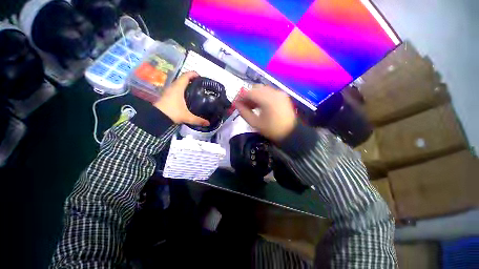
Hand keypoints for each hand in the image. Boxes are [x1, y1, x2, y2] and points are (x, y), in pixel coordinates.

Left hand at [154, 72, 209, 125]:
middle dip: (191, 79)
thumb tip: (208, 123)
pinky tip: (187, 96)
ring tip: (195, 90)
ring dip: (186, 84)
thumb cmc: (172, 113)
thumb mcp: (187, 117)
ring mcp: (169, 90)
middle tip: (200, 85)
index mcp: (178, 88)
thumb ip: (198, 120)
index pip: (186, 76)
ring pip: (179, 83)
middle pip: (183, 79)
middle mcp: (173, 87)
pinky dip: (182, 89)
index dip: (193, 74)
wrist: (156, 117)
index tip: (201, 77)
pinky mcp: (167, 95)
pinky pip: (176, 88)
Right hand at [236, 85, 296, 141]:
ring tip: (252, 106)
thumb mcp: (255, 123)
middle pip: (256, 88)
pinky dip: (262, 96)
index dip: (241, 97)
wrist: (290, 133)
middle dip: (248, 96)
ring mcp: (279, 93)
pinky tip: (261, 105)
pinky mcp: (283, 95)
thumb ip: (244, 113)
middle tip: (244, 106)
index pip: (249, 92)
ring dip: (255, 96)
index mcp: (267, 100)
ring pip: (262, 89)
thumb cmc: (272, 130)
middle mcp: (274, 92)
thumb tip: (236, 105)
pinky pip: (269, 92)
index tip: (237, 104)